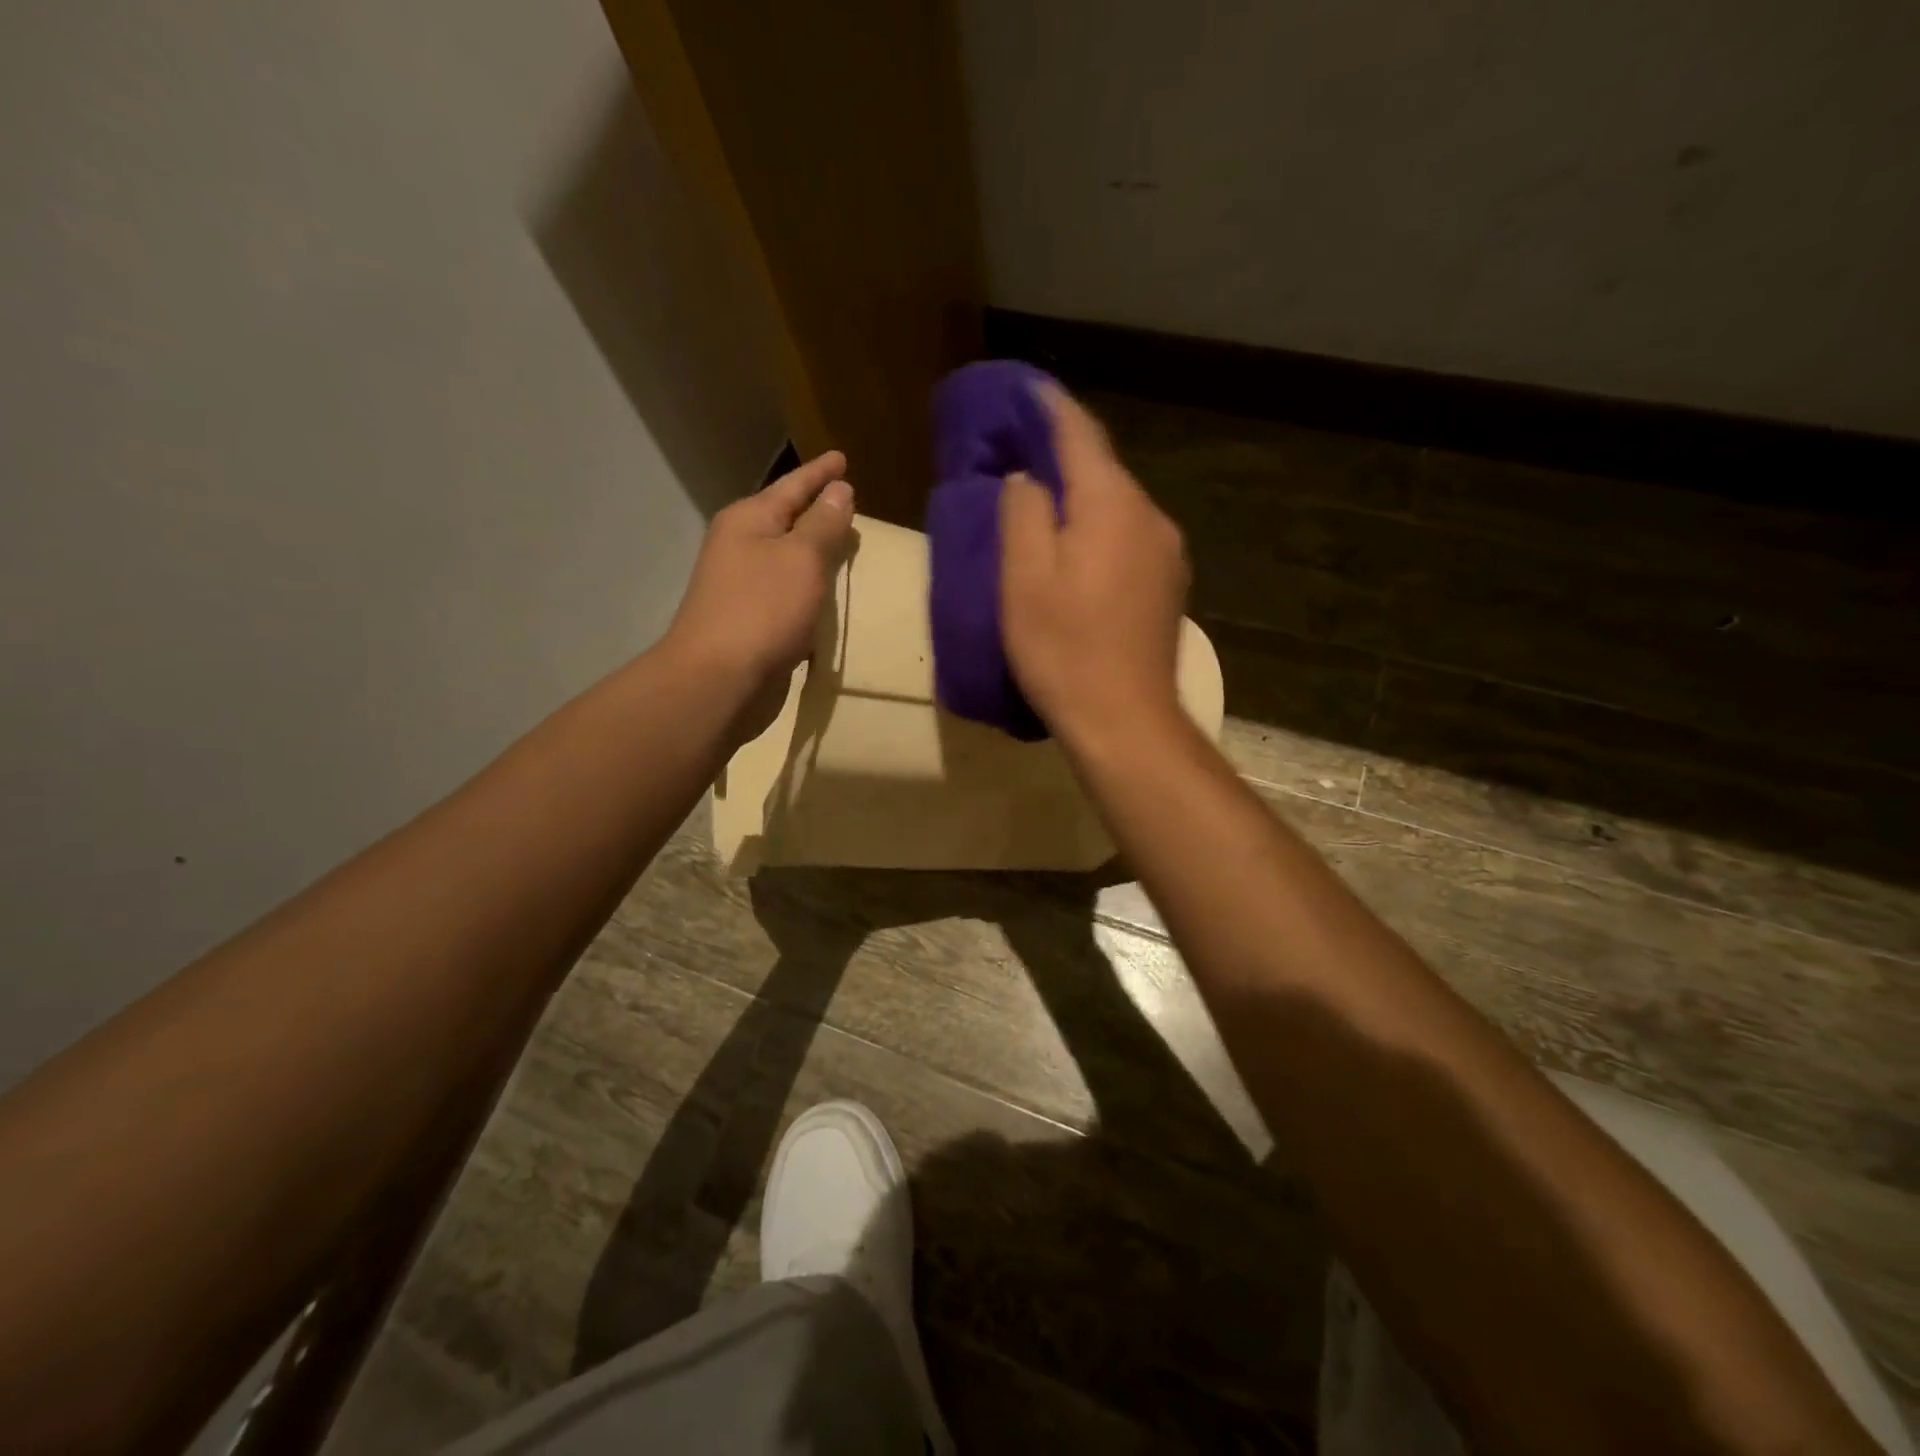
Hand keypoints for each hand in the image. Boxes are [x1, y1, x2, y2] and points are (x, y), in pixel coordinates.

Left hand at [664, 450, 853, 694]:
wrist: (719, 681)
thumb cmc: (762, 610)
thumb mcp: (802, 559)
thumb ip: (824, 525)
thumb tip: (839, 491)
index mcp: (748, 521)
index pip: (793, 486)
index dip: (820, 473)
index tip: (842, 457)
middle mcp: (740, 548)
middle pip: (786, 521)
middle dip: (817, 512)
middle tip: (849, 502)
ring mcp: (742, 587)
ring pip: (787, 560)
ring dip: (814, 554)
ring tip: (845, 547)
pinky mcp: (751, 623)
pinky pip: (788, 595)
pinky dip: (809, 591)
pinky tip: (827, 597)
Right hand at [1000, 387, 1188, 745]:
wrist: (1125, 720)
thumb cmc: (1063, 649)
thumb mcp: (1023, 577)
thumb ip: (1023, 512)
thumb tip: (1029, 478)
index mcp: (1111, 504)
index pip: (1079, 433)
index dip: (1047, 406)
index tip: (1022, 387)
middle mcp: (1150, 516)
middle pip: (1102, 468)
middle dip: (1062, 453)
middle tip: (1018, 450)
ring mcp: (1167, 553)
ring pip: (1116, 505)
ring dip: (1081, 497)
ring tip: (1042, 504)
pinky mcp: (1168, 585)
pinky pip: (1128, 537)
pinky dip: (1098, 530)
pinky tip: (1077, 552)